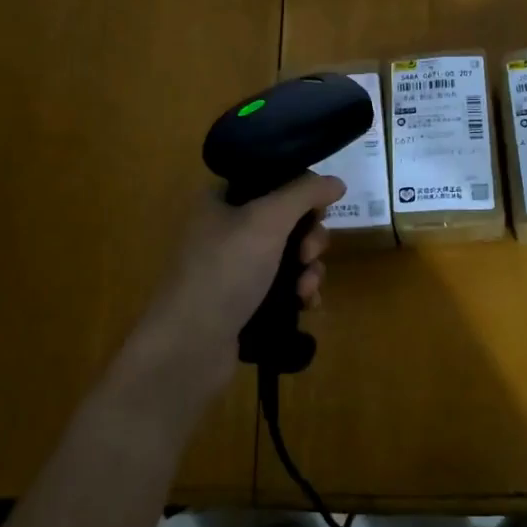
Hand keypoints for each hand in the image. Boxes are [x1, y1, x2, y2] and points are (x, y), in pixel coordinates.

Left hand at [127, 173, 345, 405]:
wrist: (189, 346)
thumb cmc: (225, 271)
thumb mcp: (267, 220)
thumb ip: (304, 193)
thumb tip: (336, 181)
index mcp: (222, 200)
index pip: (272, 180)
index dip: (302, 192)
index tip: (319, 211)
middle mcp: (227, 229)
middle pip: (287, 219)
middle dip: (310, 237)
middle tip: (308, 254)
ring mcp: (235, 267)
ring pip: (290, 255)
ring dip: (309, 269)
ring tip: (306, 290)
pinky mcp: (244, 301)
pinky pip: (284, 287)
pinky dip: (299, 292)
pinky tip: (306, 305)